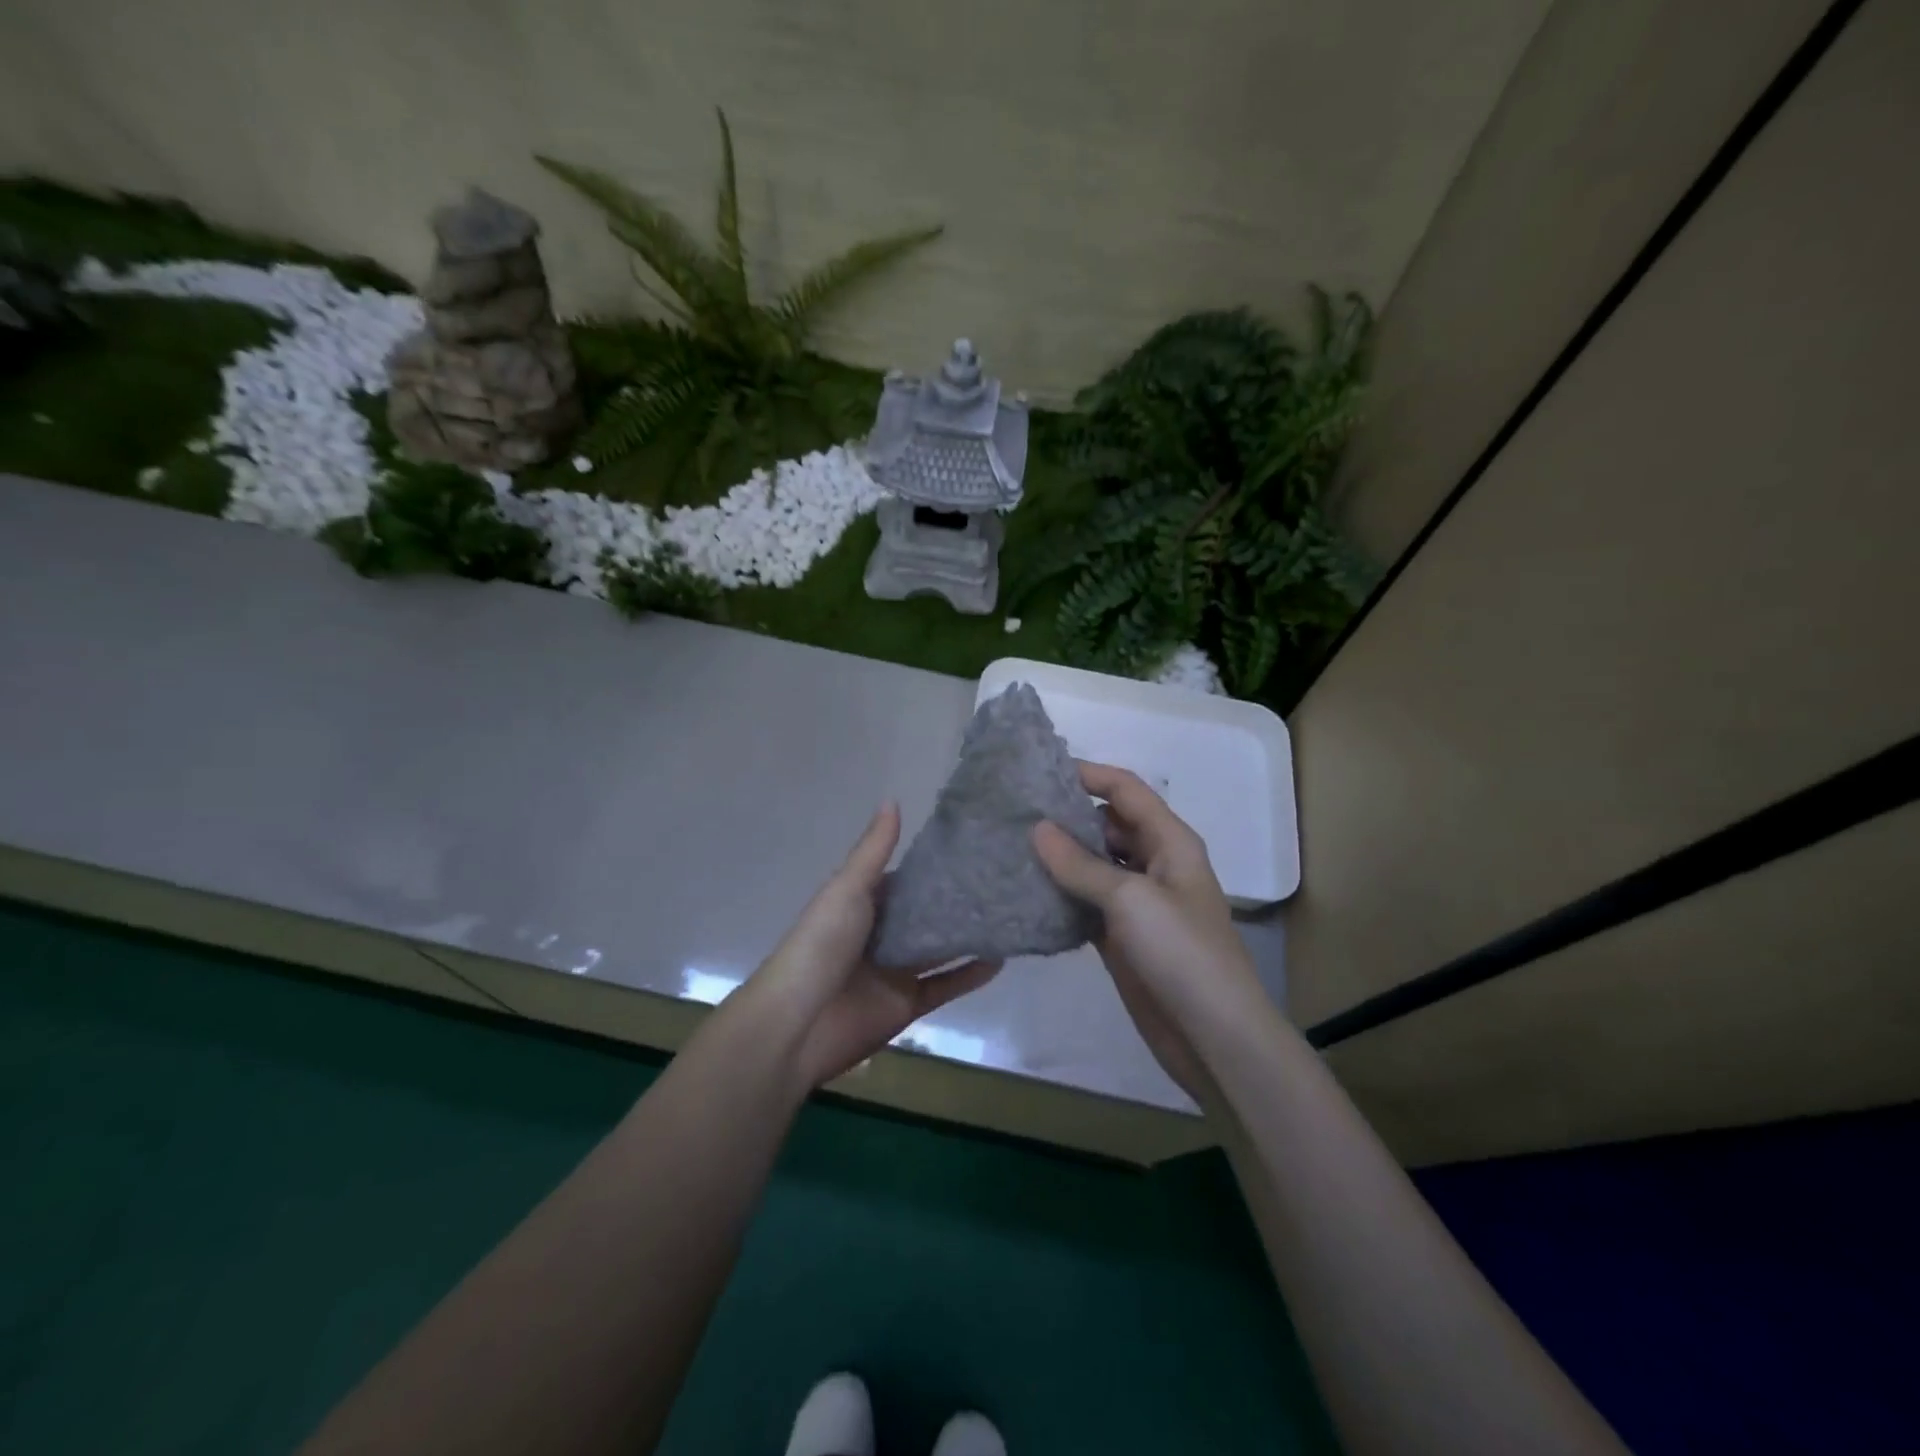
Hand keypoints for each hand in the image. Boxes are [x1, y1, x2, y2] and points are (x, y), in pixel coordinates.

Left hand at [744, 803, 999, 1090]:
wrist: (797, 1024)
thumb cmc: (820, 946)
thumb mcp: (847, 890)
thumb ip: (873, 851)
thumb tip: (893, 800)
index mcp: (863, 903)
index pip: (906, 879)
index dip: (935, 865)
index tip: (975, 847)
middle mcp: (882, 933)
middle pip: (926, 913)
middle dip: (959, 899)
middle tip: (1004, 878)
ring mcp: (896, 970)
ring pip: (940, 948)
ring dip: (969, 934)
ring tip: (1011, 912)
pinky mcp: (908, 1004)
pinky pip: (945, 985)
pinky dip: (970, 974)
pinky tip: (1001, 959)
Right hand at [1032, 763, 1267, 1106]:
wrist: (1213, 1036)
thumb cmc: (1182, 953)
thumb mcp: (1131, 899)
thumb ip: (1081, 864)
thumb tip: (1037, 828)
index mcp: (1170, 842)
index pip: (1126, 791)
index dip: (1088, 775)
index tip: (1039, 771)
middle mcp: (1154, 864)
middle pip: (1106, 825)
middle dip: (1066, 816)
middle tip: (1013, 812)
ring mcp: (1136, 903)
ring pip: (1092, 865)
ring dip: (1059, 857)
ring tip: (1009, 846)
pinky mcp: (1120, 936)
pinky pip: (1085, 903)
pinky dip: (1060, 896)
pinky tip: (1024, 891)